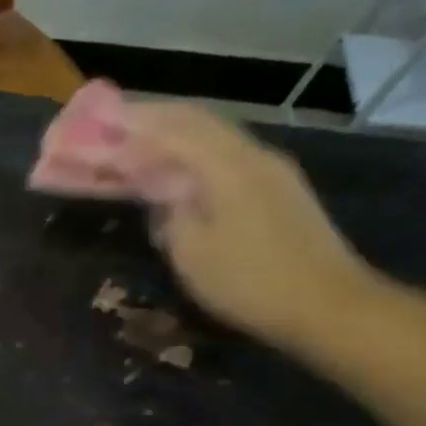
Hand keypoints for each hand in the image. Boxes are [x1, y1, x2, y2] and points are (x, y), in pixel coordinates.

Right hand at [126, 103, 381, 350]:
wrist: (329, 307)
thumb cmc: (250, 283)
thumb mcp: (190, 253)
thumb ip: (168, 211)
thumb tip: (160, 190)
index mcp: (226, 166)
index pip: (170, 129)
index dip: (130, 124)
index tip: (96, 122)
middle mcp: (251, 154)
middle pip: (195, 120)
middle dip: (152, 118)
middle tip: (114, 124)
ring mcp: (272, 169)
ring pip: (214, 134)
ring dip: (175, 132)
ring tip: (140, 141)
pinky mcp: (280, 188)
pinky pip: (227, 153)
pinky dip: (196, 151)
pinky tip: (181, 167)